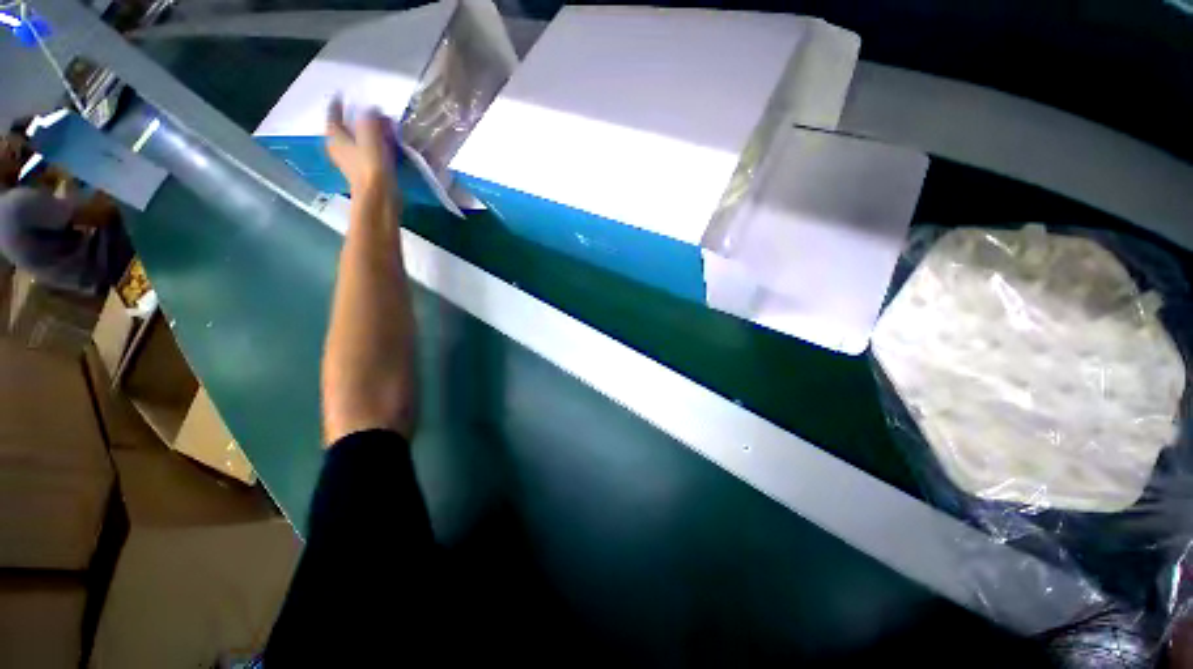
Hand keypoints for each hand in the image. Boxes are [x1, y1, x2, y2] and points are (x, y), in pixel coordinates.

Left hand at [326, 99, 395, 194]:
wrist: (379, 197)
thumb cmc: (371, 166)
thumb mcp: (370, 136)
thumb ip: (369, 119)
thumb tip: (371, 108)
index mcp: (336, 137)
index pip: (333, 114)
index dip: (337, 103)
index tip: (341, 94)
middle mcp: (339, 148)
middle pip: (345, 128)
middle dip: (354, 119)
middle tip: (366, 111)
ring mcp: (352, 161)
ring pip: (356, 140)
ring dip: (365, 133)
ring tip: (378, 127)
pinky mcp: (365, 172)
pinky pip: (367, 152)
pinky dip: (373, 146)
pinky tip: (384, 146)